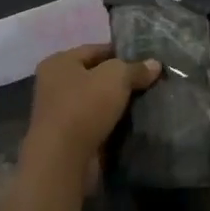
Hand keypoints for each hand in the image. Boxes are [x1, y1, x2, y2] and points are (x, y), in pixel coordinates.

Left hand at [26, 44, 160, 171]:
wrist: (63, 160)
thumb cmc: (84, 107)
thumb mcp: (116, 77)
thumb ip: (135, 68)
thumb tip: (155, 65)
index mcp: (59, 62)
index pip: (96, 50)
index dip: (122, 53)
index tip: (146, 61)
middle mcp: (54, 84)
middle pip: (96, 76)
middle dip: (121, 80)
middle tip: (150, 82)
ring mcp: (59, 113)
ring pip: (97, 101)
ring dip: (117, 104)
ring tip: (146, 102)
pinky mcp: (67, 138)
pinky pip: (96, 123)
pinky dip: (112, 123)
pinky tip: (133, 123)